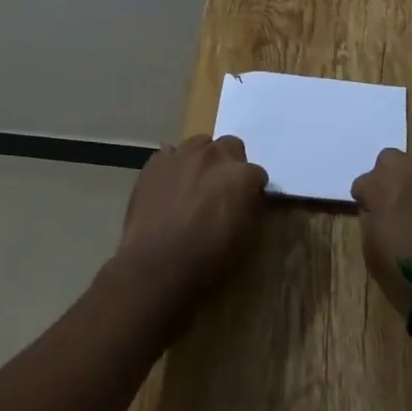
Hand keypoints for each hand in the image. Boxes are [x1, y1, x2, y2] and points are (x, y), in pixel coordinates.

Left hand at [113, 135, 268, 303]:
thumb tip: (246, 199)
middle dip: (230, 164)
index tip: (245, 204)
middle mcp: (214, 156)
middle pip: (231, 146)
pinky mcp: (155, 162)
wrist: (154, 266)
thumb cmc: (205, 260)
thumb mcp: (243, 240)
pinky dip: (175, 166)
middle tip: (221, 190)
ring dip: (203, 160)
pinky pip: (171, 155)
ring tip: (195, 184)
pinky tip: (170, 187)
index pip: (257, 174)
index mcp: (241, 175)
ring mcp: (182, 154)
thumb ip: (248, 208)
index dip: (252, 190)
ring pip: (200, 144)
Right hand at [351, 150, 411, 319]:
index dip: (364, 200)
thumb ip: (370, 220)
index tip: (368, 214)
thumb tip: (374, 210)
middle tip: (391, 202)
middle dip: (388, 177)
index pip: (363, 182)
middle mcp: (411, 172)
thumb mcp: (372, 252)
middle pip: (391, 160)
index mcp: (382, 185)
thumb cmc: (405, 276)